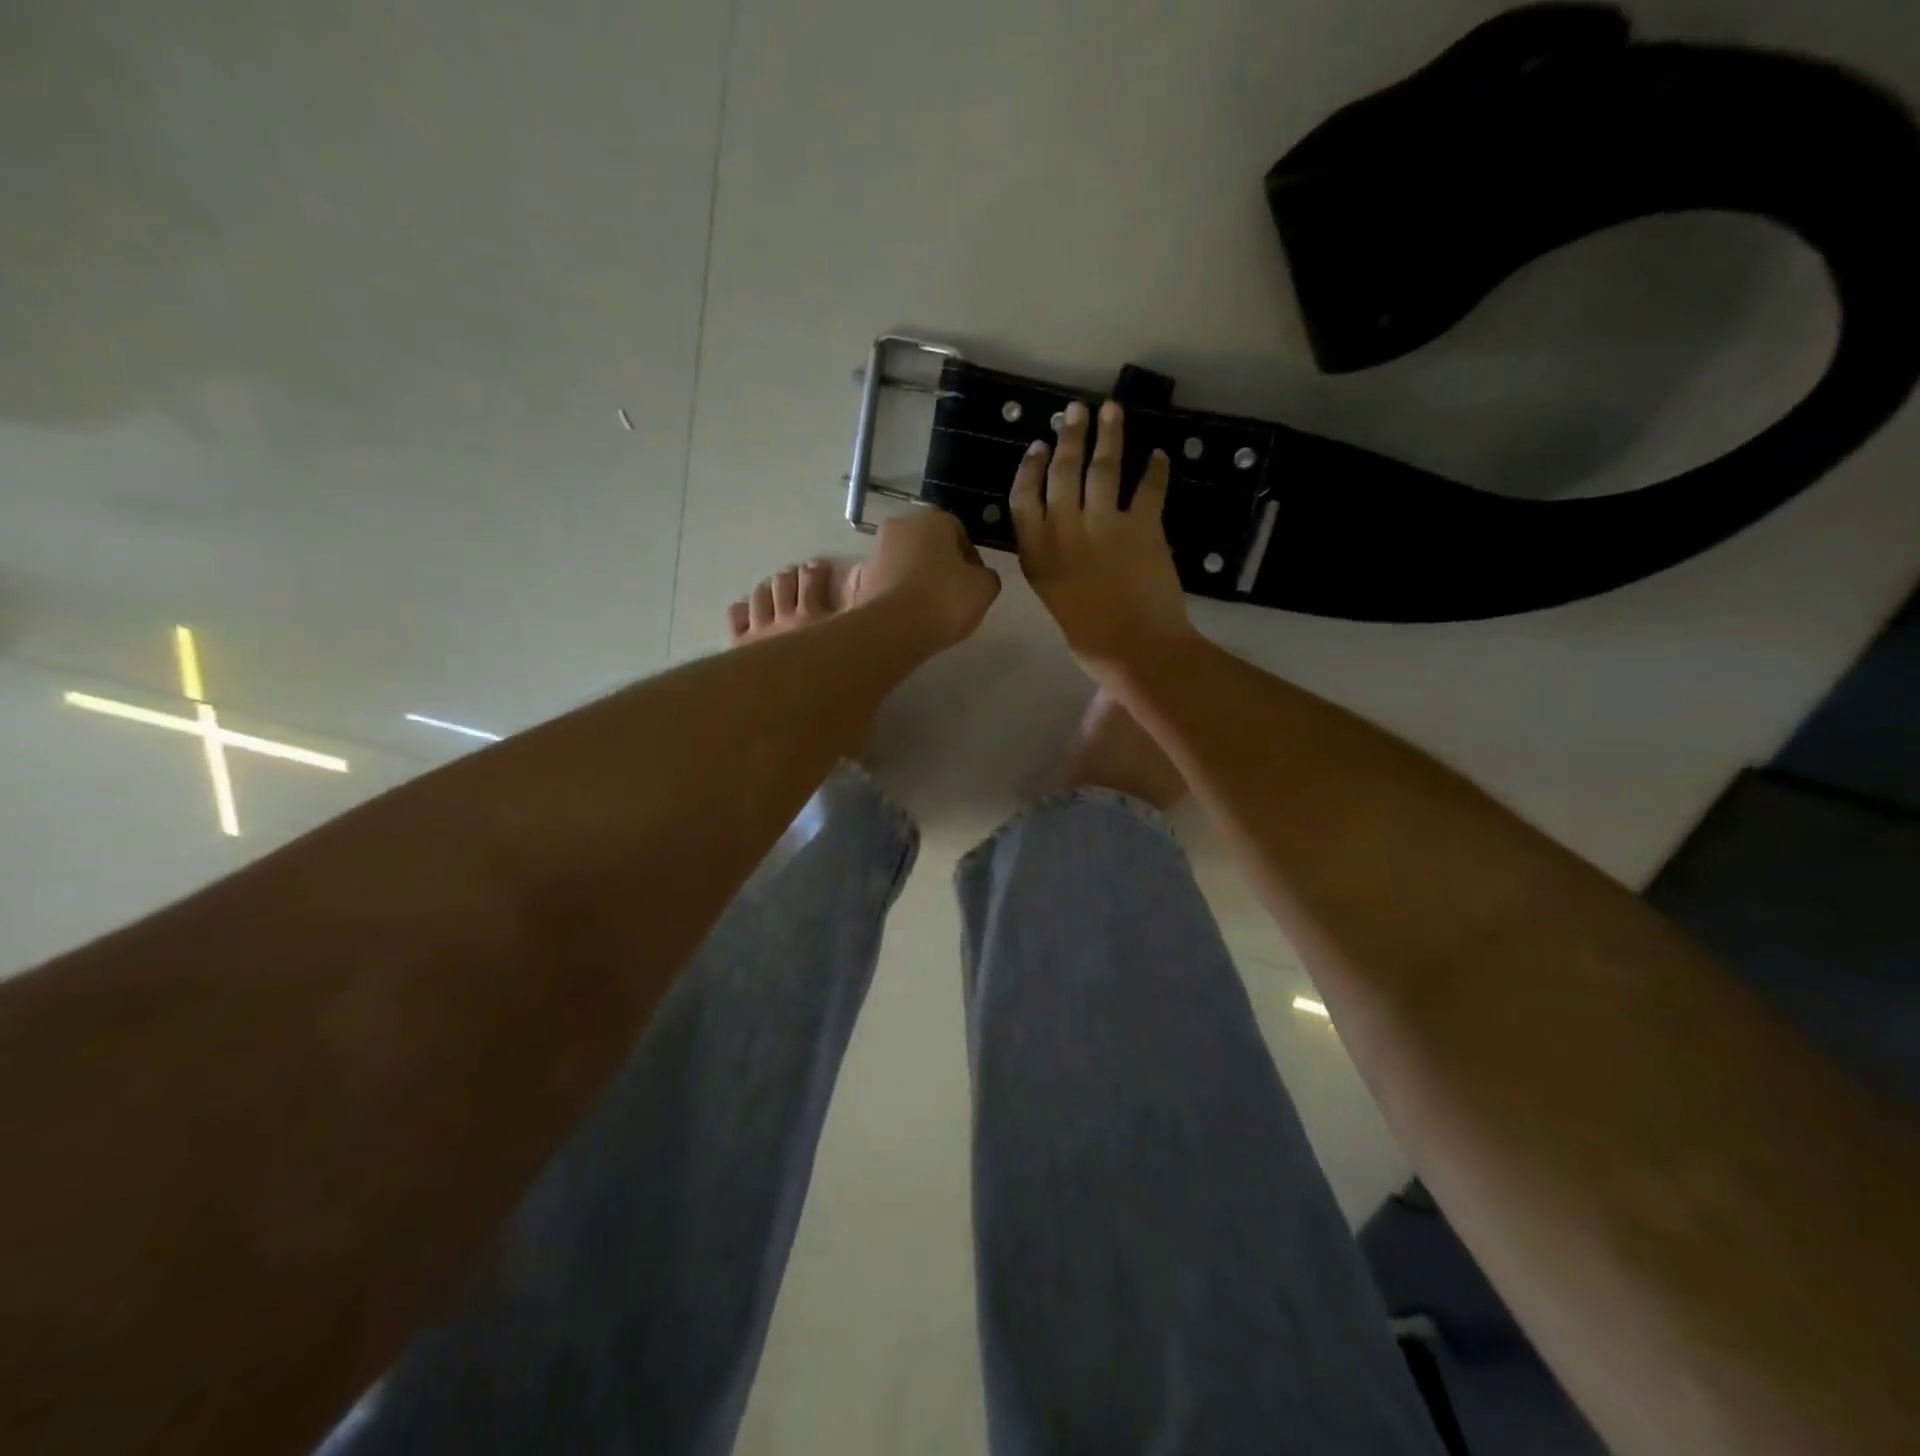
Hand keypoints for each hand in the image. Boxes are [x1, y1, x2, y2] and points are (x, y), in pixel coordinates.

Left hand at [849, 508, 1001, 654]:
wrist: (893, 631)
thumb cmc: (944, 600)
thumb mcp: (984, 588)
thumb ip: (986, 576)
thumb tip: (979, 576)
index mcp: (932, 520)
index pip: (958, 532)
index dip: (970, 557)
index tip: (975, 581)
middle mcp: (899, 528)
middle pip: (927, 544)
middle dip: (939, 563)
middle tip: (952, 593)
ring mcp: (875, 554)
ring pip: (903, 562)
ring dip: (914, 577)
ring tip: (928, 608)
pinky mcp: (859, 582)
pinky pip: (884, 584)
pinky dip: (893, 594)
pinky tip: (904, 614)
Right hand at [1011, 399, 1197, 679]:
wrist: (1137, 650)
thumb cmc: (1091, 642)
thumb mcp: (1055, 602)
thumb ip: (1053, 569)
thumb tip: (1065, 548)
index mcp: (1038, 556)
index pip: (1024, 500)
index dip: (1029, 469)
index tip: (1036, 446)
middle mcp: (1065, 533)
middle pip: (1062, 473)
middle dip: (1069, 437)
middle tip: (1075, 410)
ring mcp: (1105, 526)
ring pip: (1103, 469)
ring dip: (1108, 435)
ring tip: (1112, 409)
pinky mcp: (1143, 527)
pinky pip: (1149, 488)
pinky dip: (1156, 470)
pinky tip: (1159, 454)